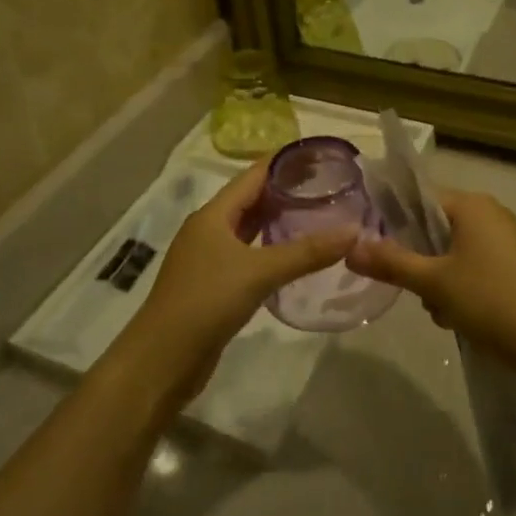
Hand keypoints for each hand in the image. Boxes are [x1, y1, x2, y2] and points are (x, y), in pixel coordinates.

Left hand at [122, 163, 356, 397]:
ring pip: (248, 228)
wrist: (161, 361)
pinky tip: (292, 255)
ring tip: (315, 212)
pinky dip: (269, 247)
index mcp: (213, 215)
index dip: (283, 162)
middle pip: (250, 199)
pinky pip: (246, 254)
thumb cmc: (206, 302)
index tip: (317, 153)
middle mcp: (208, 229)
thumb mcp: (259, 272)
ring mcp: (208, 258)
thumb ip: (306, 252)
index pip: (253, 175)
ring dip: (276, 219)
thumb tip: (353, 232)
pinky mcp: (212, 284)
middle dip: (284, 189)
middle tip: (325, 183)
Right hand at [344, 190, 515, 372]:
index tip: (379, 248)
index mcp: (472, 205)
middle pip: (436, 226)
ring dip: (439, 279)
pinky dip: (461, 286)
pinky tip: (460, 317)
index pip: (421, 198)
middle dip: (420, 259)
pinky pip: (474, 265)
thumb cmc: (490, 300)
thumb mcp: (434, 282)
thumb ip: (391, 262)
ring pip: (453, 250)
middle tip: (415, 289)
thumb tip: (350, 249)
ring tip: (441, 311)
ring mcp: (506, 240)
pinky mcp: (515, 266)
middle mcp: (490, 213)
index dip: (396, 220)